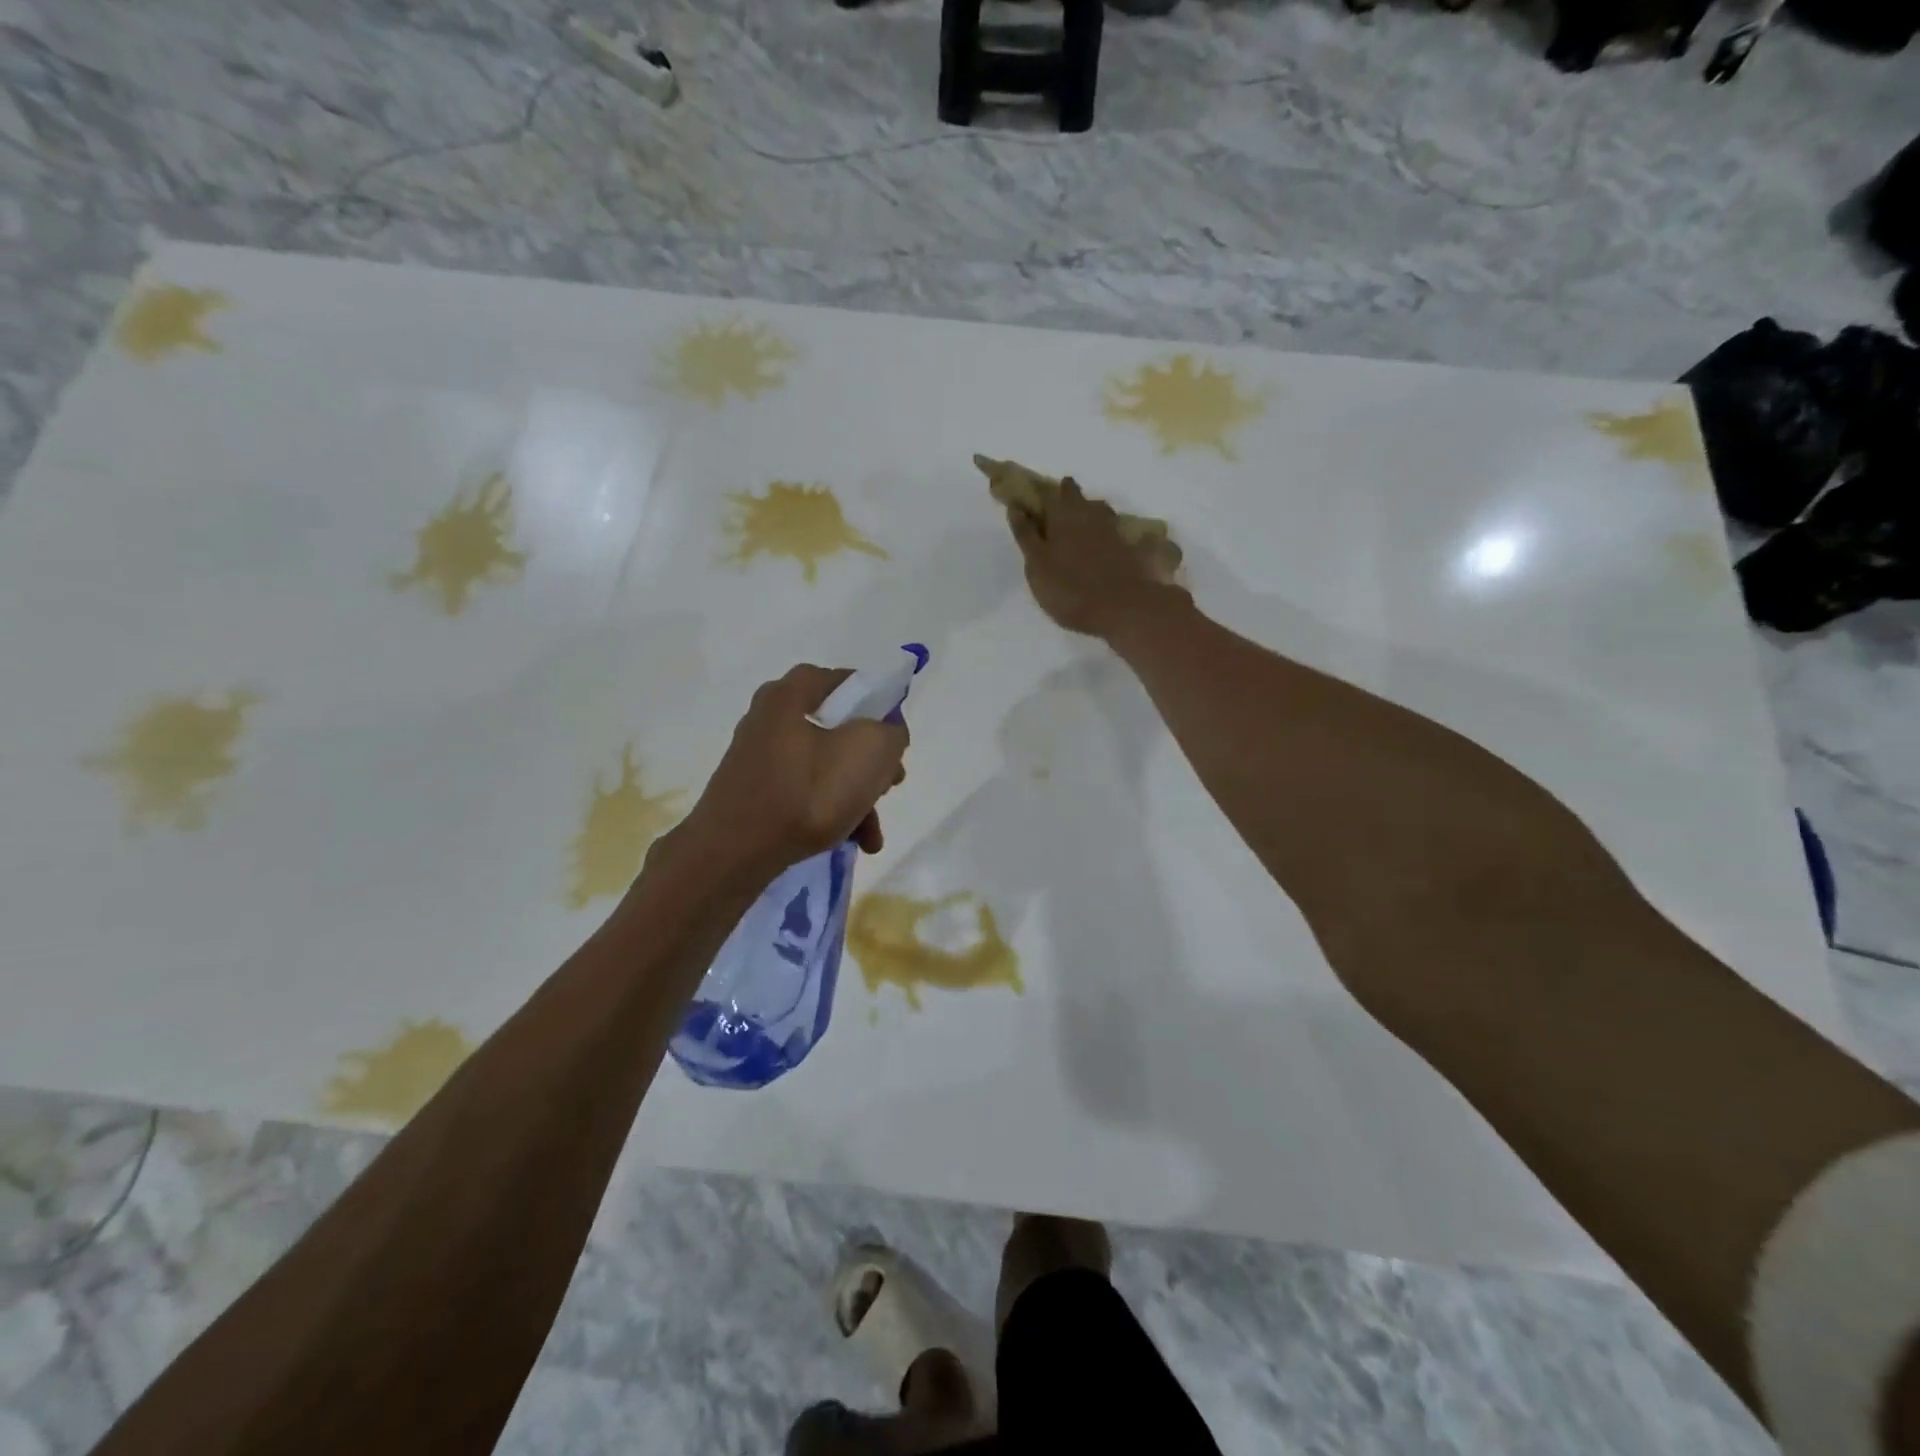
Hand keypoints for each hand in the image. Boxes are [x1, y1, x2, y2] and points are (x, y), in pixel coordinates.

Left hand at [667, 665, 908, 885]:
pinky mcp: (755, 790)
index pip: (850, 682)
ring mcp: (760, 755)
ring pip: (827, 766)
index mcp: (792, 692)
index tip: (897, 742)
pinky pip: (805, 791)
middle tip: (891, 785)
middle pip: (841, 729)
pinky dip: (831, 811)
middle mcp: (771, 715)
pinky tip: (853, 841)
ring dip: (858, 796)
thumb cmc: (807, 793)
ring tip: (873, 835)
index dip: (882, 708)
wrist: (733, 853)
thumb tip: (887, 734)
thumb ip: (891, 732)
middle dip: (873, 763)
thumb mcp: (869, 752)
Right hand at [1005, 478, 1189, 638]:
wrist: (1122, 607)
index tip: (1031, 500)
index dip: (1038, 494)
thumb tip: (1016, 507)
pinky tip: (1100, 542)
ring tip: (1077, 523)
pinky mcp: (1128, 545)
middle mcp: (1088, 514)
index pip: (1047, 494)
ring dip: (1087, 510)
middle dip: (1065, 496)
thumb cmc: (1069, 588)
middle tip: (1055, 509)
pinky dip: (1103, 530)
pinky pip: (1112, 528)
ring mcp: (1112, 528)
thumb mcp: (1037, 565)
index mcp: (1062, 515)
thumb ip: (1026, 535)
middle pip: (1075, 496)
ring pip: (1097, 509)